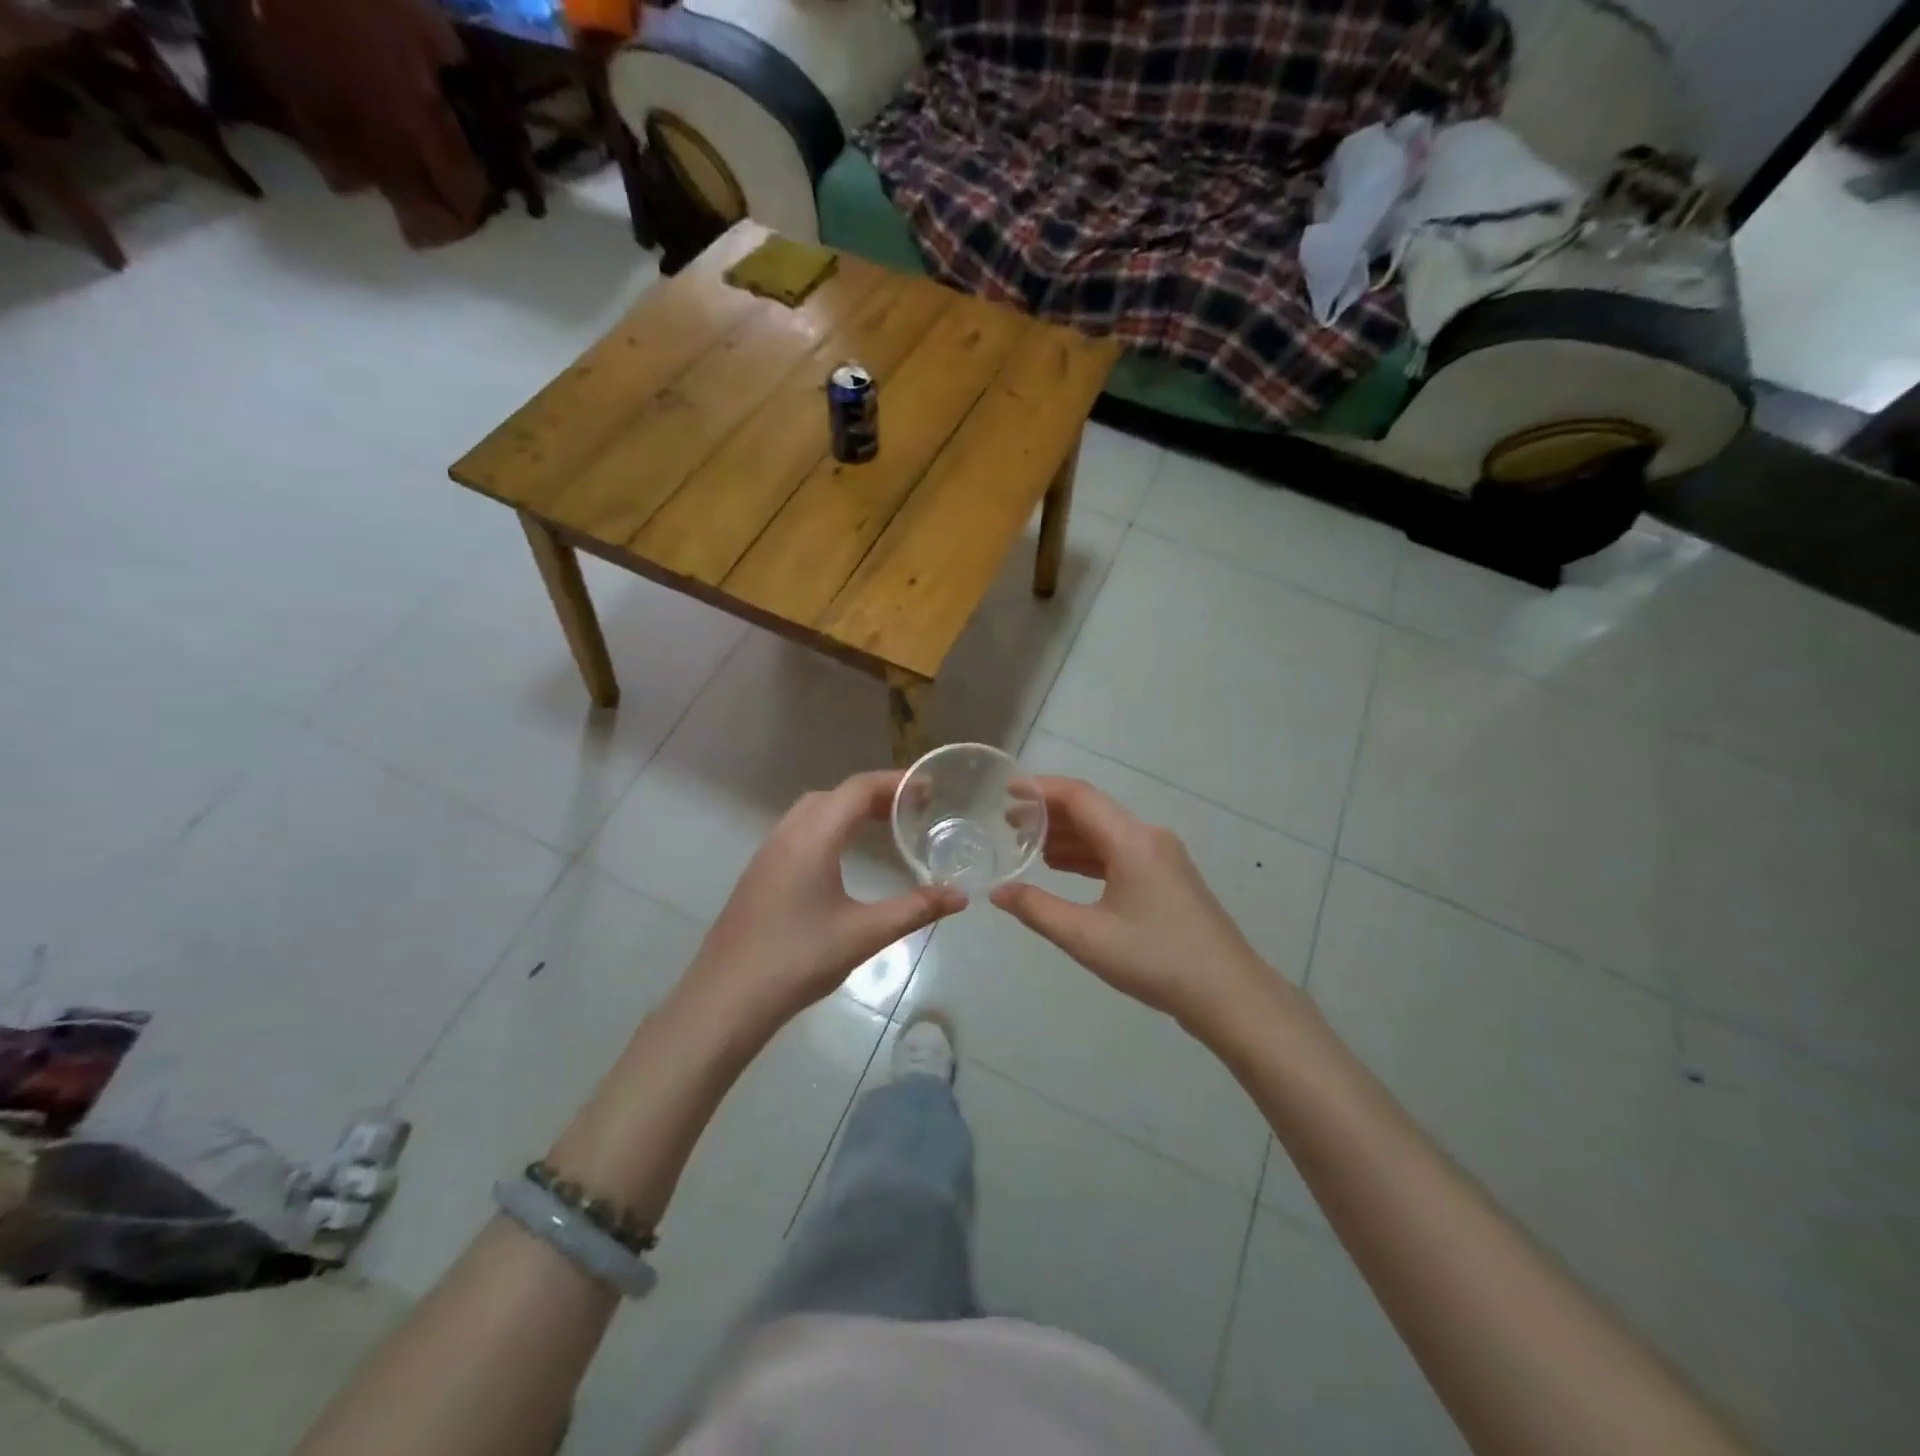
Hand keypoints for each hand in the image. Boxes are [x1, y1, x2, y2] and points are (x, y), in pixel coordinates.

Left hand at [682, 771, 964, 1030]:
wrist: (726, 999)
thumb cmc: (798, 960)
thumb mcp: (865, 934)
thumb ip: (915, 909)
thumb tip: (960, 896)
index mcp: (813, 838)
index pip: (857, 789)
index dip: (894, 783)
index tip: (928, 790)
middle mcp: (787, 834)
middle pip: (834, 795)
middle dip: (874, 794)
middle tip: (910, 810)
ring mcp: (767, 853)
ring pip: (811, 811)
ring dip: (847, 810)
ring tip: (881, 828)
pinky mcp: (758, 874)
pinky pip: (798, 831)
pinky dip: (828, 827)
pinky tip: (841, 858)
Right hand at [990, 777, 1289, 1035]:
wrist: (1228, 993)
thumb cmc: (1155, 960)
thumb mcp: (1087, 937)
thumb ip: (1037, 909)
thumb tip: (998, 892)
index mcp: (1132, 840)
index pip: (1079, 796)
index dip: (1040, 789)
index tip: (1006, 790)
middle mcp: (1149, 837)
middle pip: (1092, 811)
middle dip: (1049, 814)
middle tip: (1008, 824)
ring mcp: (1162, 857)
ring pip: (1105, 833)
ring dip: (1067, 835)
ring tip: (1027, 847)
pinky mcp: (1167, 877)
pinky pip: (1119, 852)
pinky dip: (1088, 855)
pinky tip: (1063, 868)